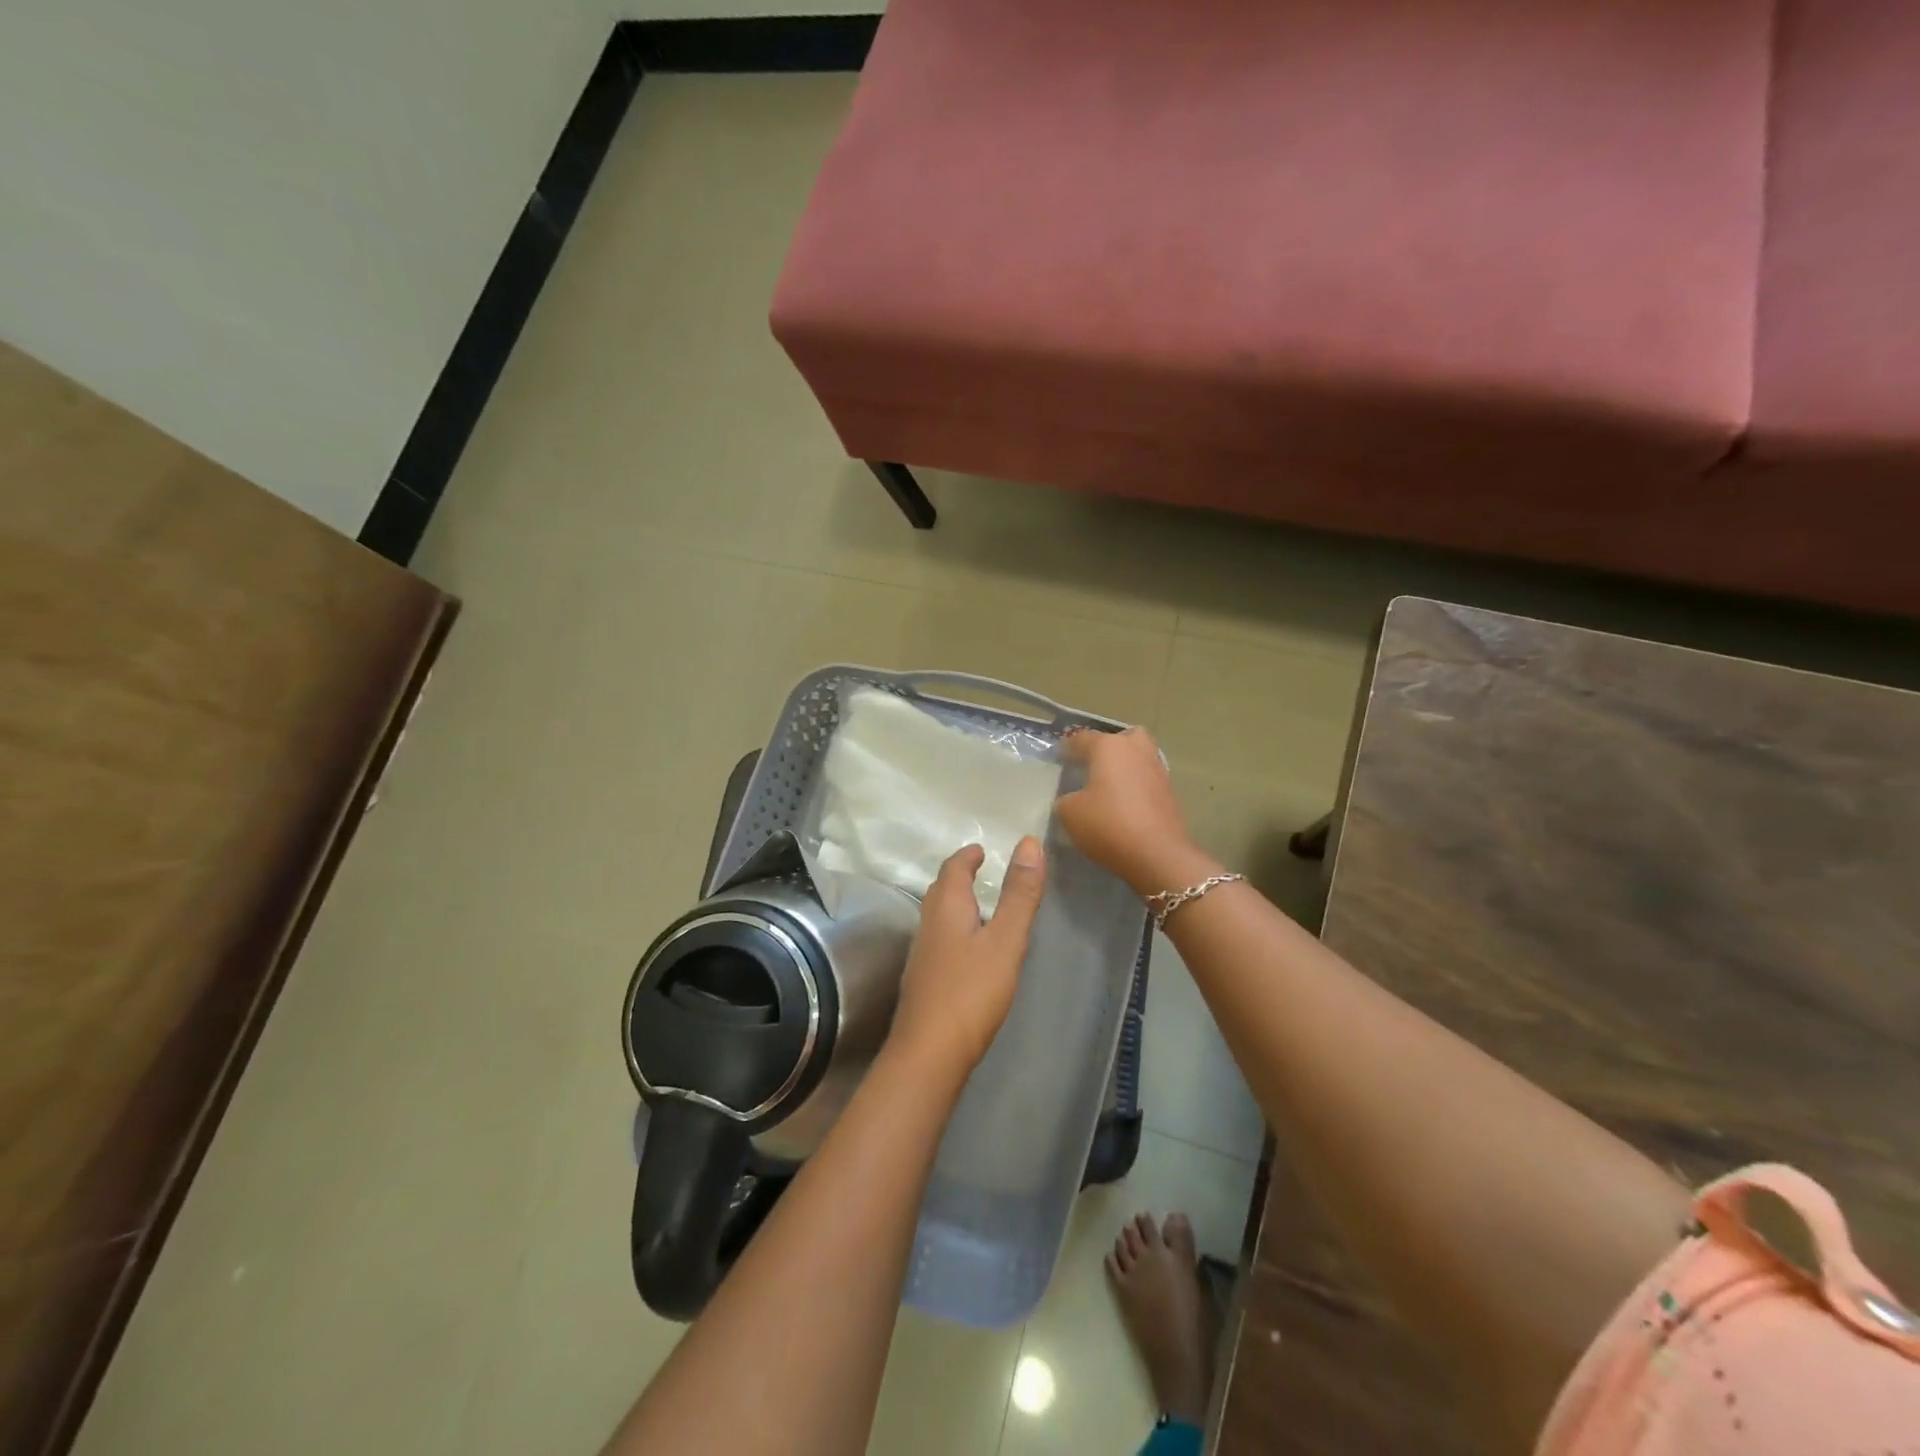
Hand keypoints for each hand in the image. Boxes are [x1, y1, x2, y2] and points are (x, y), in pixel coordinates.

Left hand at [887, 838, 1046, 1081]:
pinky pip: (939, 941)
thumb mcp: (1006, 940)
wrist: (928, 1053)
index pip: (953, 868)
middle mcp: (928, 924)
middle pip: (940, 890)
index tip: (981, 850)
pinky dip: (954, 931)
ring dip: (955, 904)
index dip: (967, 856)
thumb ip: (1019, 894)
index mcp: (946, 907)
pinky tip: (968, 951)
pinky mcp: (923, 981)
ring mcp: (921, 955)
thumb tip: (1028, 842)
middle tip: (979, 871)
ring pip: (937, 916)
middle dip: (958, 876)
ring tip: (978, 907)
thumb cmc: (971, 991)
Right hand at [1057, 728, 1216, 896]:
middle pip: (1120, 738)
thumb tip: (1072, 798)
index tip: (1058, 760)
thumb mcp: (1069, 813)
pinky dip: (1135, 785)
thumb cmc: (1108, 824)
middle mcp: (1136, 749)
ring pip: (1138, 756)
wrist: (1157, 854)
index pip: (1082, 738)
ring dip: (1124, 766)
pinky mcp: (1169, 791)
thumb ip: (1065, 799)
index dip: (1067, 748)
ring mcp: (1157, 768)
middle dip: (1107, 747)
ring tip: (1108, 786)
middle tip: (1093, 766)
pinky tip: (1123, 803)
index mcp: (1108, 747)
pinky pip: (1146, 778)